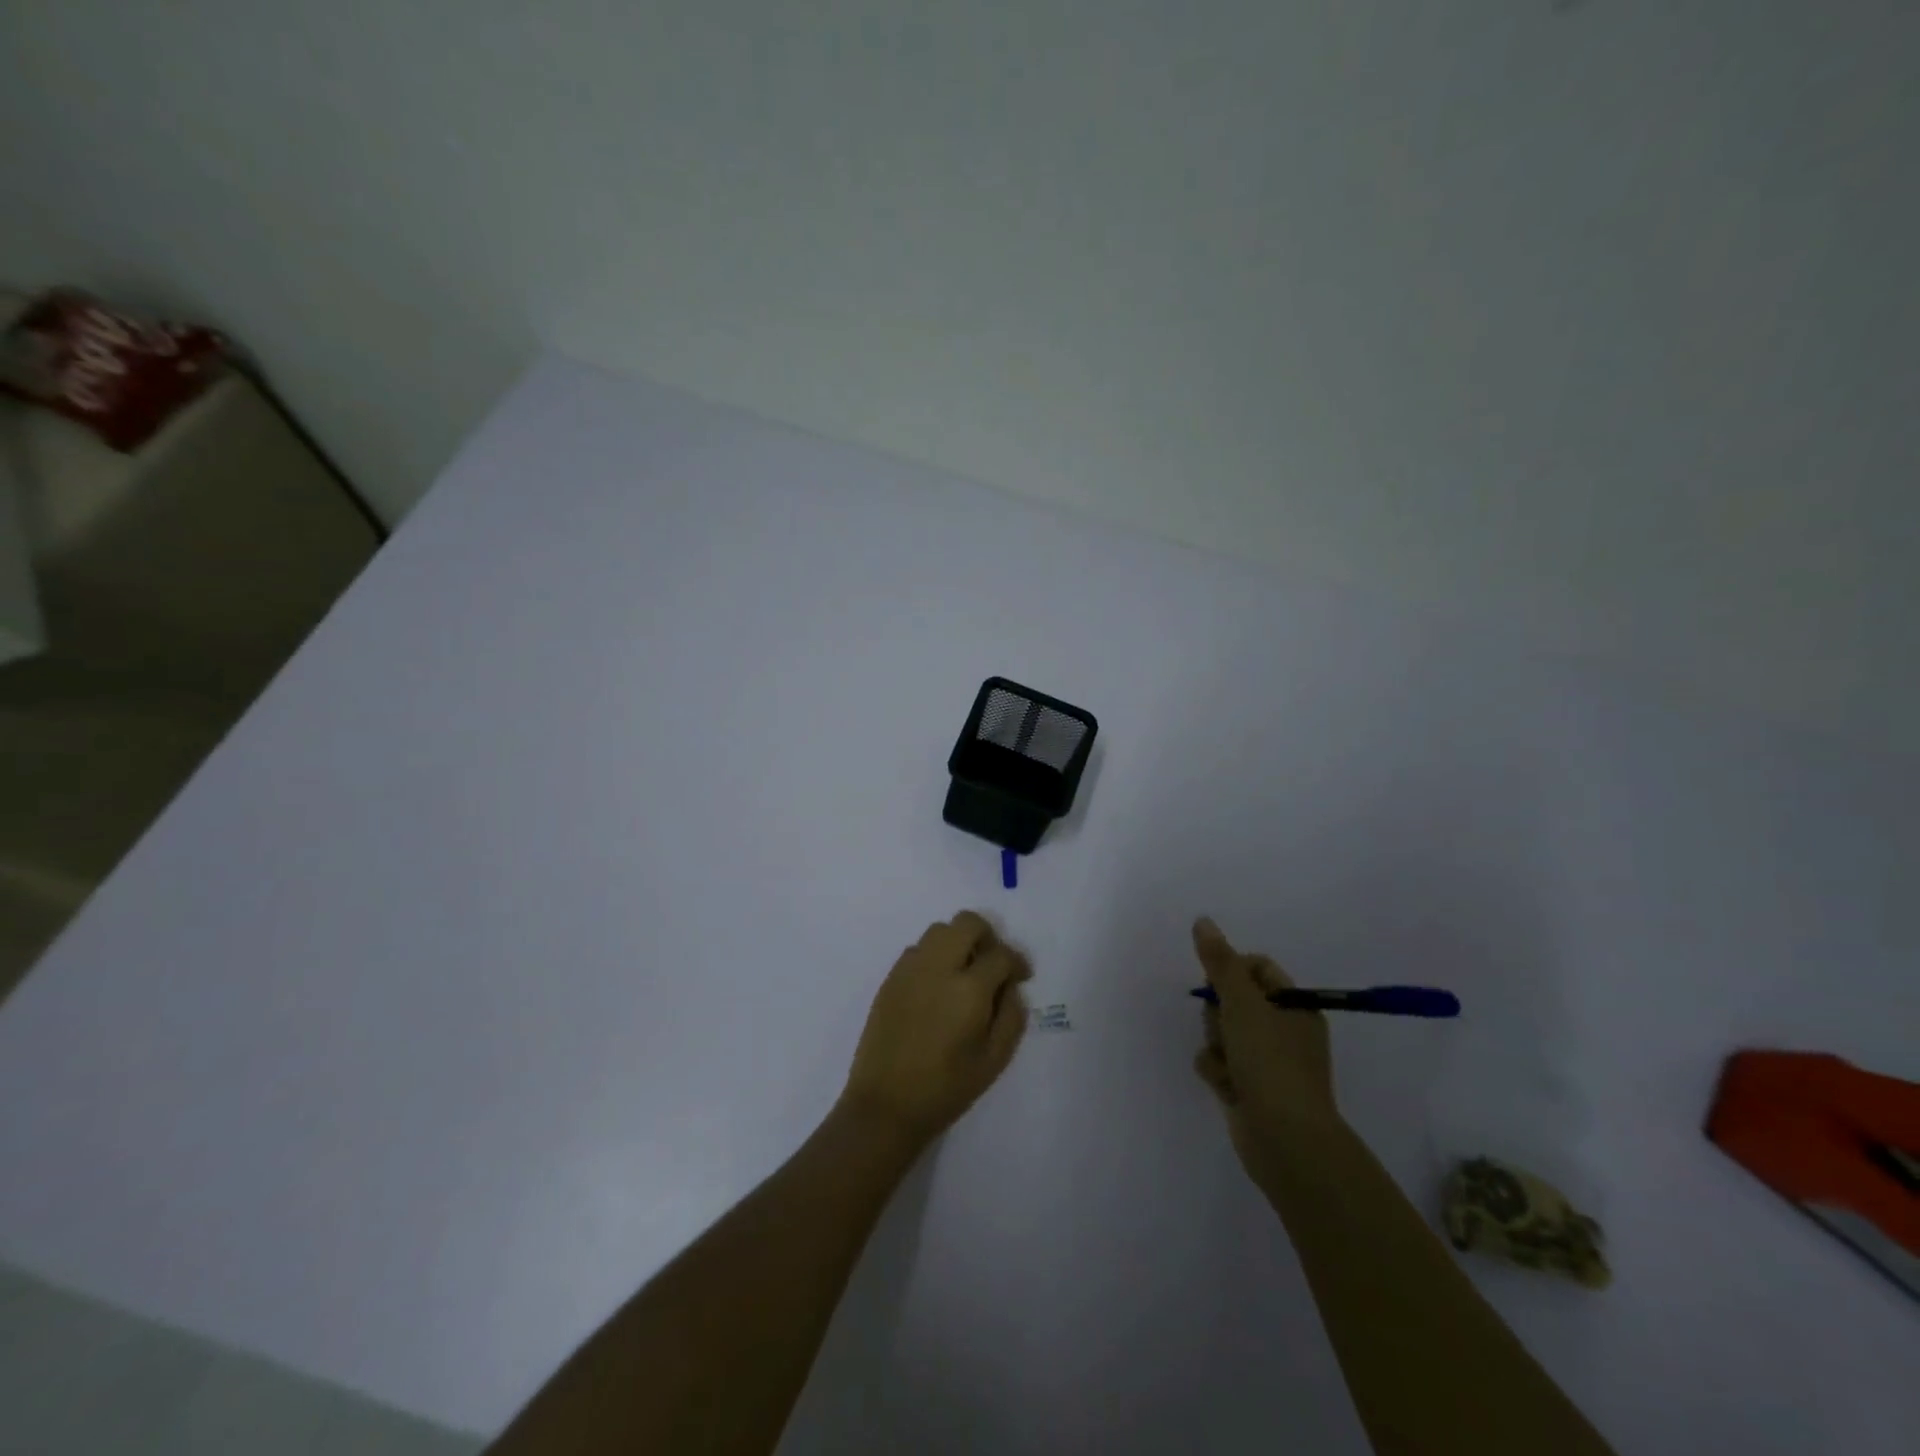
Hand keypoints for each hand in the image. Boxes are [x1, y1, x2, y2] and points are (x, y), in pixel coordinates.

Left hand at [840, 911, 1031, 1146]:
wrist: (885, 1105)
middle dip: (987, 936)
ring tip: (964, 973)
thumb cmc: (946, 1089)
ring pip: (939, 930)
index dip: (1017, 962)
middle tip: (992, 964)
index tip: (1021, 977)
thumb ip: (1011, 1017)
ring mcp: (909, 969)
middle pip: (967, 923)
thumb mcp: (994, 1061)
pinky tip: (937, 986)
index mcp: (968, 989)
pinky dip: (934, 956)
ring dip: (958, 942)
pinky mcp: (890, 978)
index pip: (1000, 954)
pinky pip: (917, 950)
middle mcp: (938, 968)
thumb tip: (1011, 988)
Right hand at [1190, 917, 1341, 1175]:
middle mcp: (1283, 1030)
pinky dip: (1216, 1071)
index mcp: (1294, 1006)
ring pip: (1221, 1032)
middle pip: (1233, 999)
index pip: (1256, 968)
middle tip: (1226, 1028)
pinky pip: (1219, 1063)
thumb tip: (1202, 920)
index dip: (1231, 970)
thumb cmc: (1270, 1062)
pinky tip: (1225, 1086)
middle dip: (1218, 1013)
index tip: (1217, 985)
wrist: (1285, 1139)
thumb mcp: (1242, 1003)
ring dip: (1215, 1045)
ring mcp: (1266, 1061)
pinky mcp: (1248, 1087)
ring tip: (1227, 1065)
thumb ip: (1219, 962)